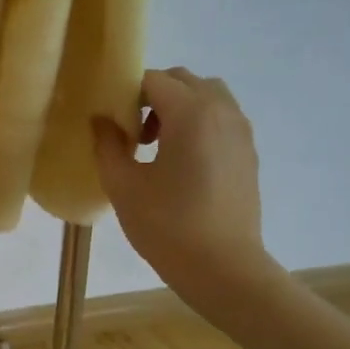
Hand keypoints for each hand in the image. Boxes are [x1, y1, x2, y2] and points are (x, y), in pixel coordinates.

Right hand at [93, 68, 280, 306]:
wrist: (224, 268)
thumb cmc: (168, 226)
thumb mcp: (123, 186)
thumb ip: (107, 145)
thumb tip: (101, 120)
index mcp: (191, 113)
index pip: (152, 80)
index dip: (125, 95)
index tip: (111, 124)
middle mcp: (222, 111)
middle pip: (183, 81)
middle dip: (152, 97)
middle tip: (132, 135)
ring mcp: (241, 131)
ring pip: (207, 97)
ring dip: (178, 108)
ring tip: (157, 147)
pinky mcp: (248, 153)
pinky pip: (221, 120)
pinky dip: (198, 125)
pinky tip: (181, 165)